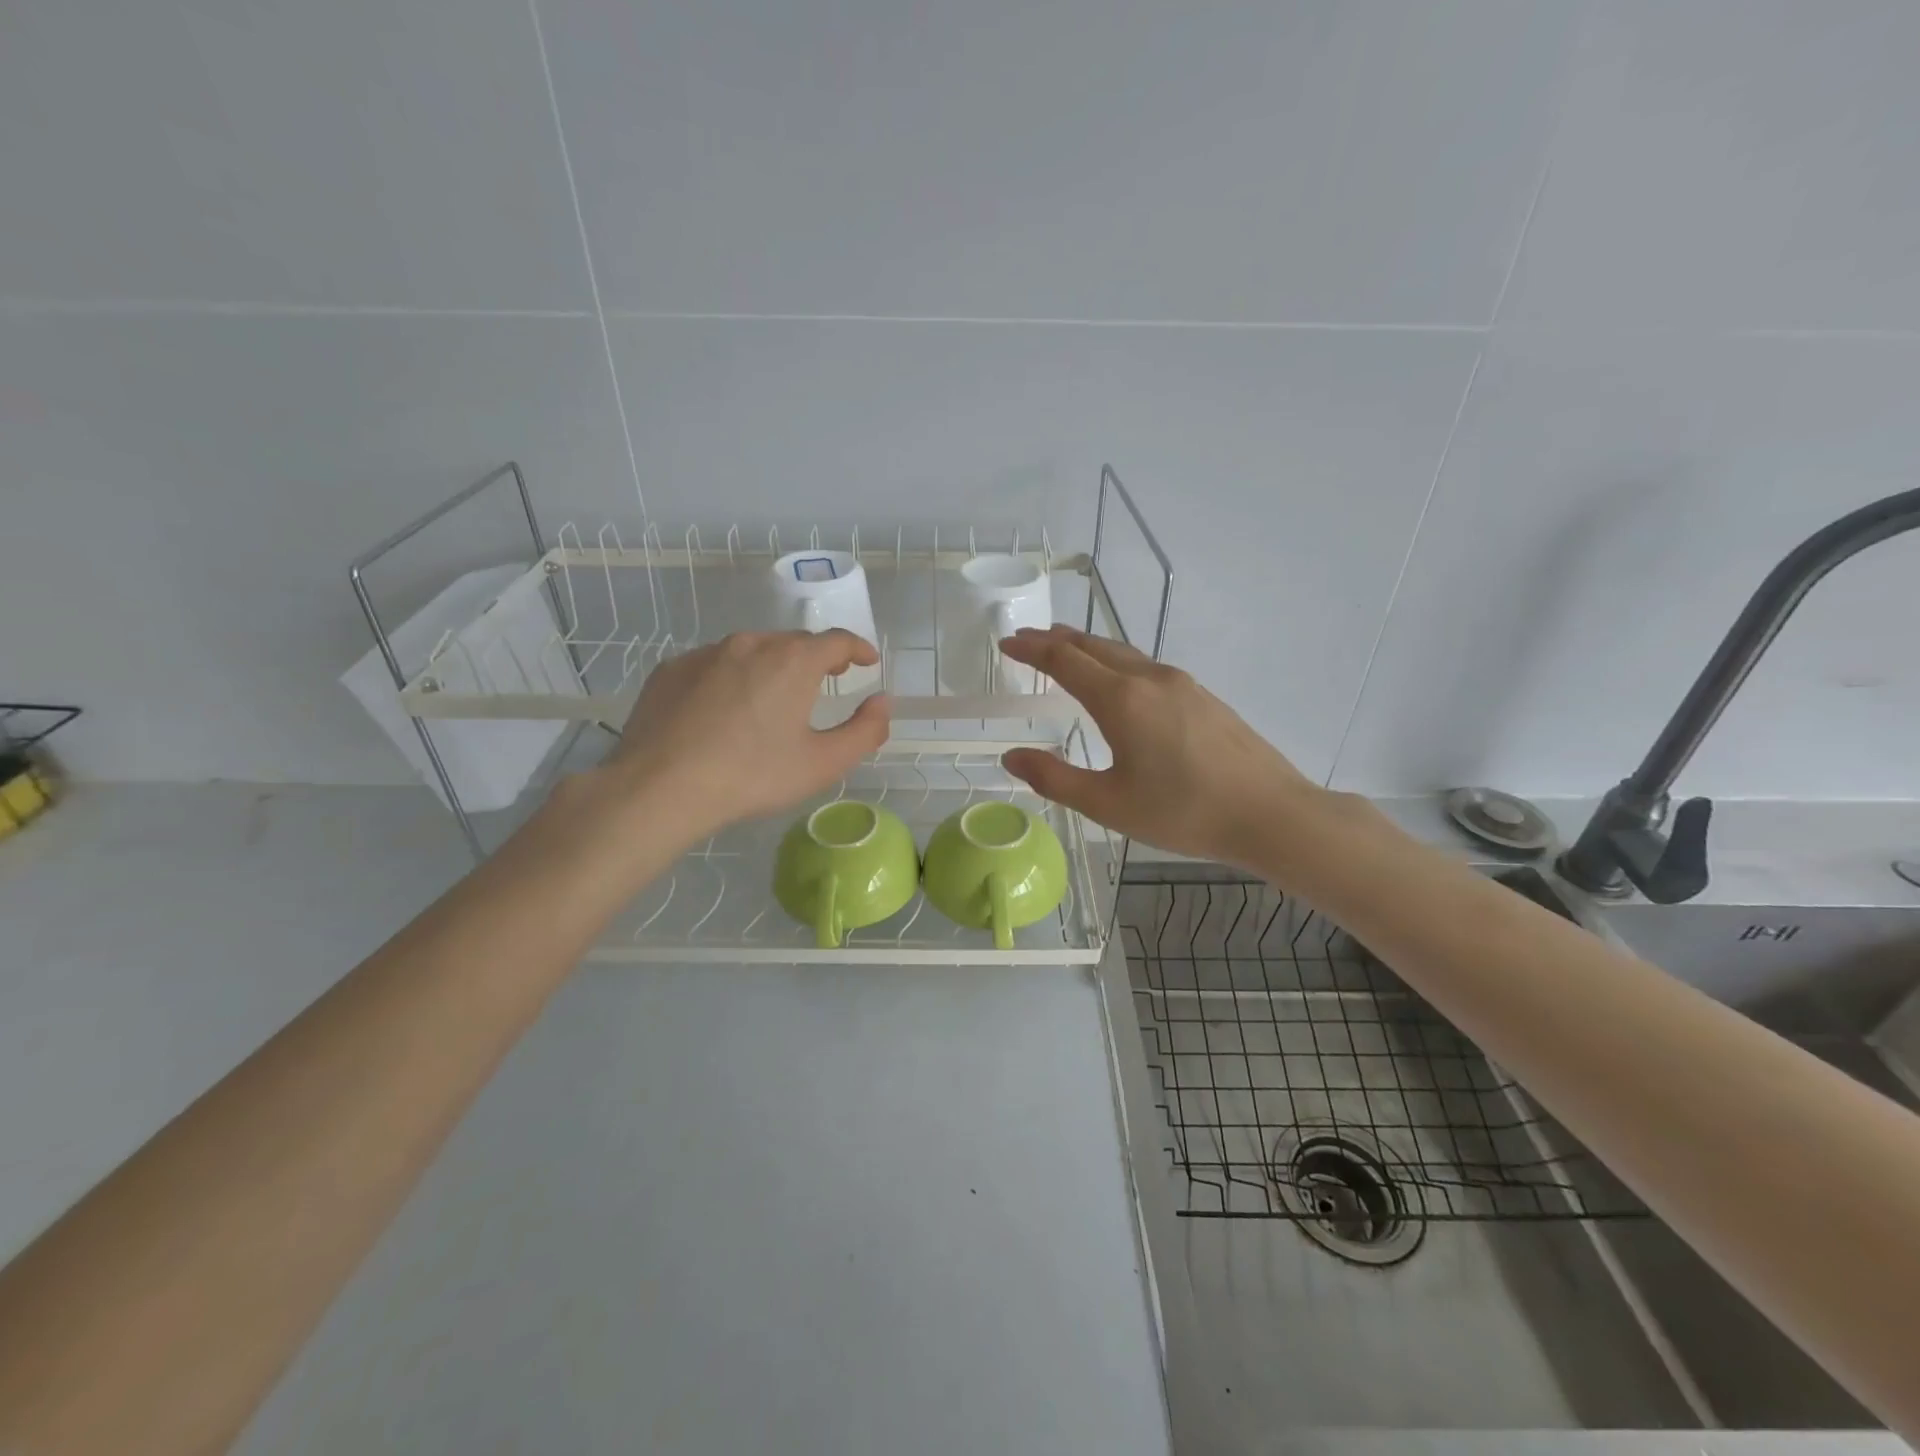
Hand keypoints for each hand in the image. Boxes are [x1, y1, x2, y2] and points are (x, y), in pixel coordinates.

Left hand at [597, 630, 888, 844]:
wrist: (659, 787)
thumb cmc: (751, 776)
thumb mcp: (823, 763)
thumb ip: (865, 731)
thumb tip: (883, 702)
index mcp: (793, 661)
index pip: (837, 640)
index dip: (858, 648)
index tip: (867, 661)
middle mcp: (751, 643)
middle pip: (793, 642)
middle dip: (815, 658)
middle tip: (824, 682)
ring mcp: (706, 653)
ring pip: (751, 650)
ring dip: (770, 666)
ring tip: (771, 698)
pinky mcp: (671, 669)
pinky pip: (714, 665)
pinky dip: (730, 678)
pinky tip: (723, 710)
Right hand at [997, 625, 1315, 869]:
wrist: (1271, 813)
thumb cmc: (1183, 812)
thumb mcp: (1108, 804)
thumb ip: (1054, 778)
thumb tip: (1011, 756)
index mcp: (1121, 699)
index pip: (1064, 660)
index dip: (1031, 649)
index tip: (1007, 642)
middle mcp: (1149, 679)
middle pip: (1094, 646)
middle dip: (1056, 640)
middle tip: (1028, 638)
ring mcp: (1181, 683)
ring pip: (1123, 653)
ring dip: (1088, 647)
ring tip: (1065, 648)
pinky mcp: (1203, 695)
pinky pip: (1146, 666)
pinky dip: (1116, 661)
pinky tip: (1118, 680)